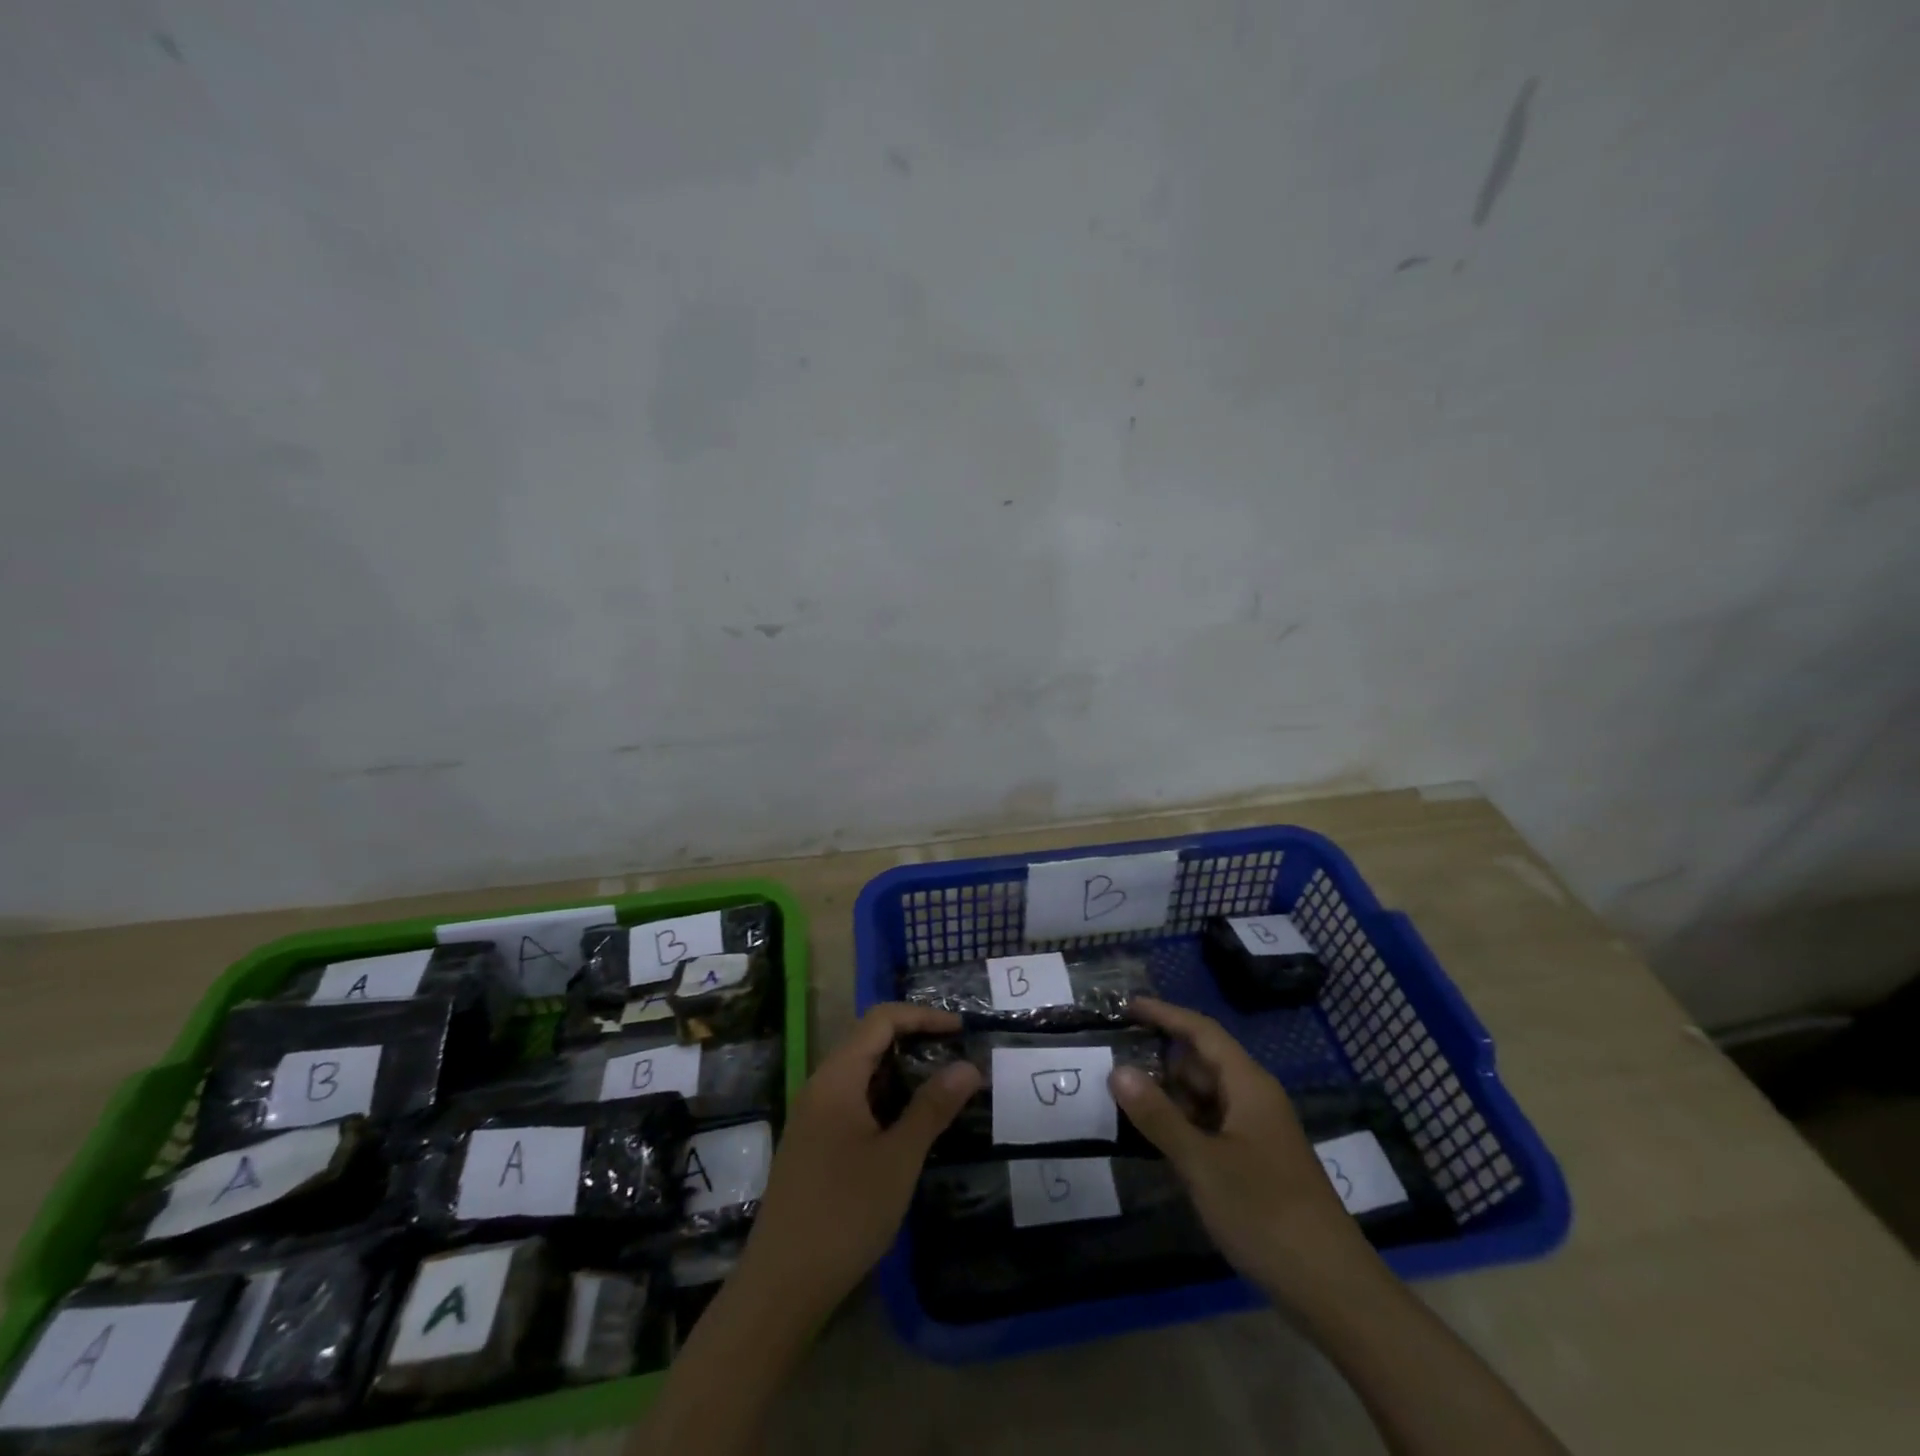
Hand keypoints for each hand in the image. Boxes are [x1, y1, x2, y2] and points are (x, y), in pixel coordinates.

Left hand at [739, 1002, 981, 1322]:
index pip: (881, 1020)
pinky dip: (885, 1098)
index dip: (922, 1016)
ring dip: (901, 1072)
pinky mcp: (813, 1142)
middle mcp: (820, 1086)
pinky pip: (853, 1099)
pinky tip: (908, 1124)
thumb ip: (933, 1107)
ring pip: (861, 1072)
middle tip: (957, 1056)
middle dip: (914, 1040)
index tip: (961, 1030)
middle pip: (869, 1040)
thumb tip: (968, 1066)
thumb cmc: (844, 1214)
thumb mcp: (899, 1159)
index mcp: (837, 1077)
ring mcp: (813, 1115)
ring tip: (942, 1088)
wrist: (780, 1286)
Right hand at [1110, 996, 1378, 1307]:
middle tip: (1110, 1061)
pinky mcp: (1256, 1163)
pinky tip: (1154, 1141)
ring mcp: (1256, 1133)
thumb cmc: (1266, 1213)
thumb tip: (1117, 1071)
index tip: (1126, 1007)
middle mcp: (1254, 1099)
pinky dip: (1182, 1125)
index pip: (1201, 1031)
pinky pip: (1211, 1127)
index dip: (1164, 1014)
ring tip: (1121, 1100)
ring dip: (1168, 1096)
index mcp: (1248, 1085)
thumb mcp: (1202, 1163)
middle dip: (1159, 1059)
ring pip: (1205, 1098)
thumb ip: (1158, 1115)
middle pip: (1201, 1063)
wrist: (1333, 1289)